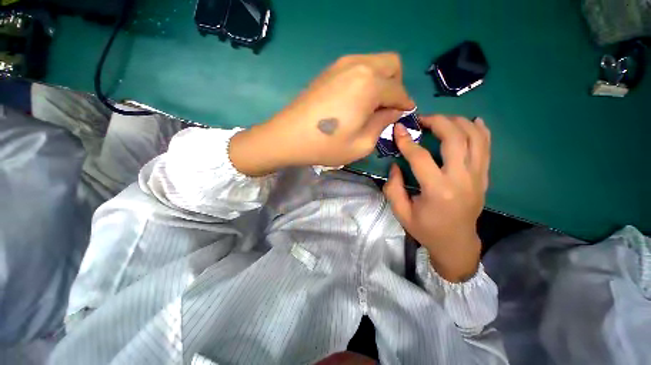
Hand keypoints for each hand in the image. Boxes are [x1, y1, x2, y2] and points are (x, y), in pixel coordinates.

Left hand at [230, 53, 414, 175]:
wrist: (288, 137)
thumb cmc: (327, 145)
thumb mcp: (362, 144)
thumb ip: (383, 124)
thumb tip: (393, 112)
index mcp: (370, 84)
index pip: (399, 91)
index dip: (405, 105)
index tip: (404, 115)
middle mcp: (359, 66)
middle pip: (392, 65)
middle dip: (396, 86)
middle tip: (387, 109)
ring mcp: (341, 64)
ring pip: (375, 63)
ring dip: (381, 81)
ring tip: (370, 107)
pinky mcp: (329, 70)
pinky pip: (358, 67)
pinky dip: (365, 80)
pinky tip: (355, 101)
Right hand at [383, 115, 490, 281]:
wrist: (456, 243)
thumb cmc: (426, 229)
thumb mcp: (401, 213)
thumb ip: (393, 188)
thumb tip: (395, 166)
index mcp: (438, 190)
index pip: (420, 157)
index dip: (407, 141)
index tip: (398, 129)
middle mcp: (461, 179)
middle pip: (455, 139)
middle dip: (438, 122)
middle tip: (422, 119)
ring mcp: (477, 177)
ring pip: (475, 138)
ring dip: (458, 122)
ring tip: (441, 119)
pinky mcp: (484, 177)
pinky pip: (487, 148)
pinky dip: (481, 131)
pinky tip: (472, 121)